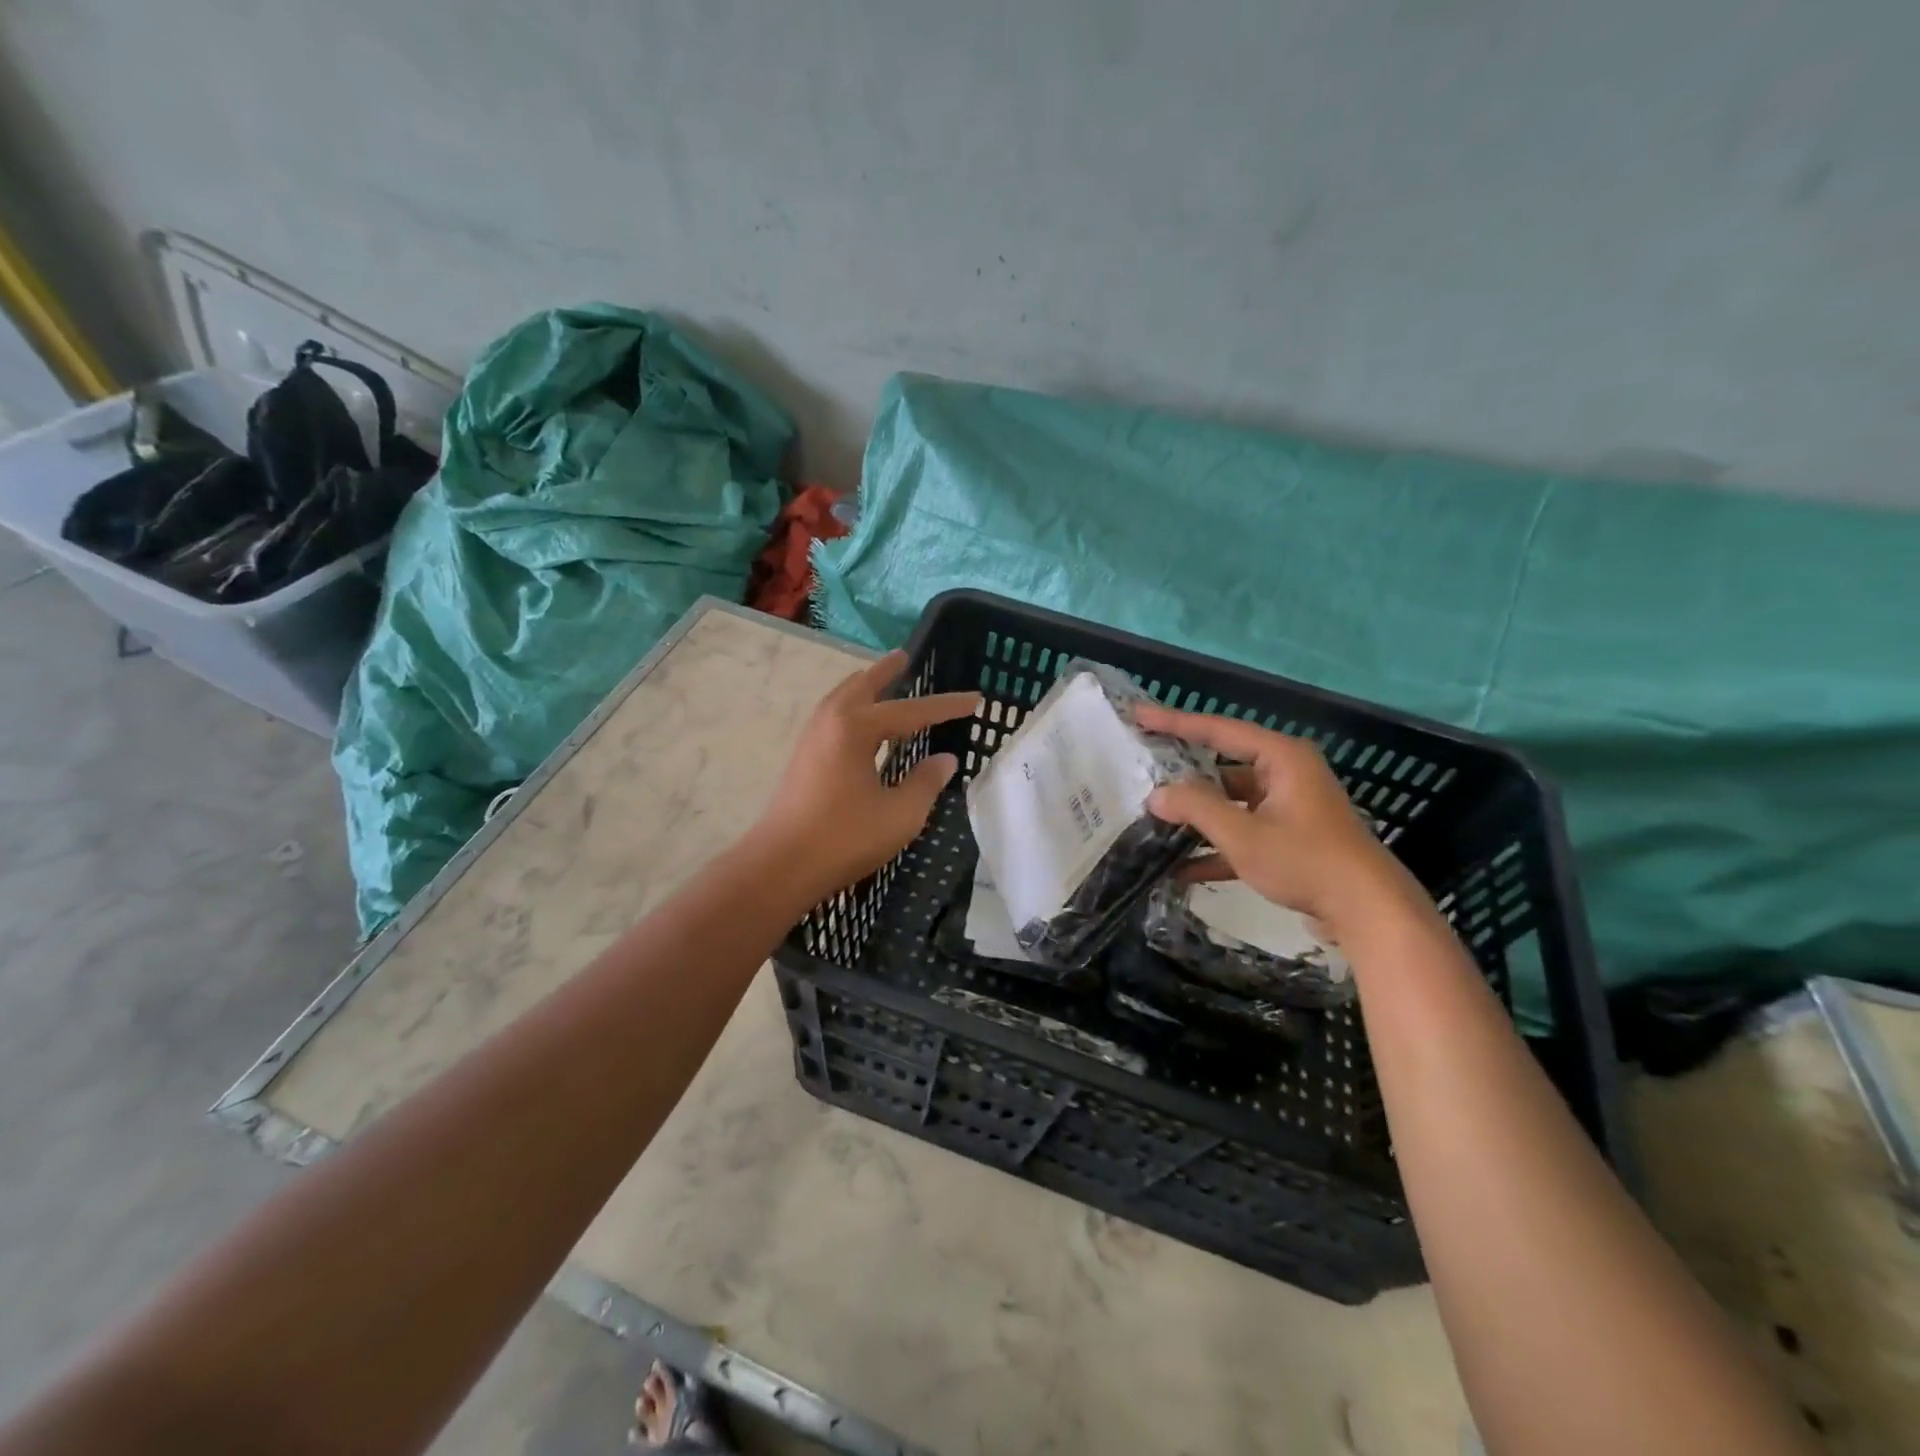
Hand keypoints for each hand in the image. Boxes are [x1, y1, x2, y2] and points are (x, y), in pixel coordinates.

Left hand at [757, 650, 979, 899]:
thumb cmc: (844, 837)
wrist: (779, 866)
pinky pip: (833, 717)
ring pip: (842, 699)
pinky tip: (861, 726)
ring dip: (865, 687)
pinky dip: (853, 709)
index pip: (912, 711)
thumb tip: (944, 760)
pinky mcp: (803, 759)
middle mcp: (831, 722)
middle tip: (905, 657)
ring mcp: (811, 739)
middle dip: (887, 672)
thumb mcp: (899, 814)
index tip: (975, 698)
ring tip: (883, 682)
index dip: (946, 706)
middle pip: (863, 686)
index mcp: (856, 727)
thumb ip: (925, 782)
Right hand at [1134, 703, 1414, 935]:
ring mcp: (1289, 808)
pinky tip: (1181, 868)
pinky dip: (1217, 848)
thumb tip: (1156, 795)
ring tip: (1153, 822)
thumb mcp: (1243, 834)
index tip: (1139, 715)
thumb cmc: (1306, 860)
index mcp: (1281, 758)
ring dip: (1198, 818)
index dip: (1175, 722)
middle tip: (1142, 773)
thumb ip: (1196, 808)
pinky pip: (1244, 833)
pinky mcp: (1290, 840)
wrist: (1368, 911)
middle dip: (1183, 779)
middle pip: (1223, 768)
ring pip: (1231, 804)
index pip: (1218, 730)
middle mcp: (1286, 775)